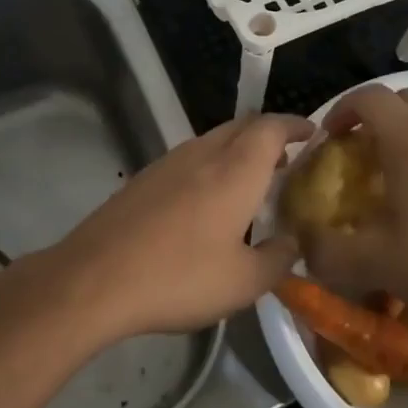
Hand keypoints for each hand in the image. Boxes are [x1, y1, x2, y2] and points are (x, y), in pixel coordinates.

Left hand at [44, 112, 314, 338]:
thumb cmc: (179, 277)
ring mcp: (169, 162)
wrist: (94, 279)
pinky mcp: (144, 178)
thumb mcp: (243, 282)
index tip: (312, 133)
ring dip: (238, 149)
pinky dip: (212, 165)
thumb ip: (278, 259)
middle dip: (268, 135)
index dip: (295, 125)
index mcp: (236, 170)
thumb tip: (292, 243)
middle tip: (286, 160)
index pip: (272, 127)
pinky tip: (208, 201)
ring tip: (251, 181)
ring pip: (214, 140)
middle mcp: (204, 154)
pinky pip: (190, 158)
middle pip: (243, 126)